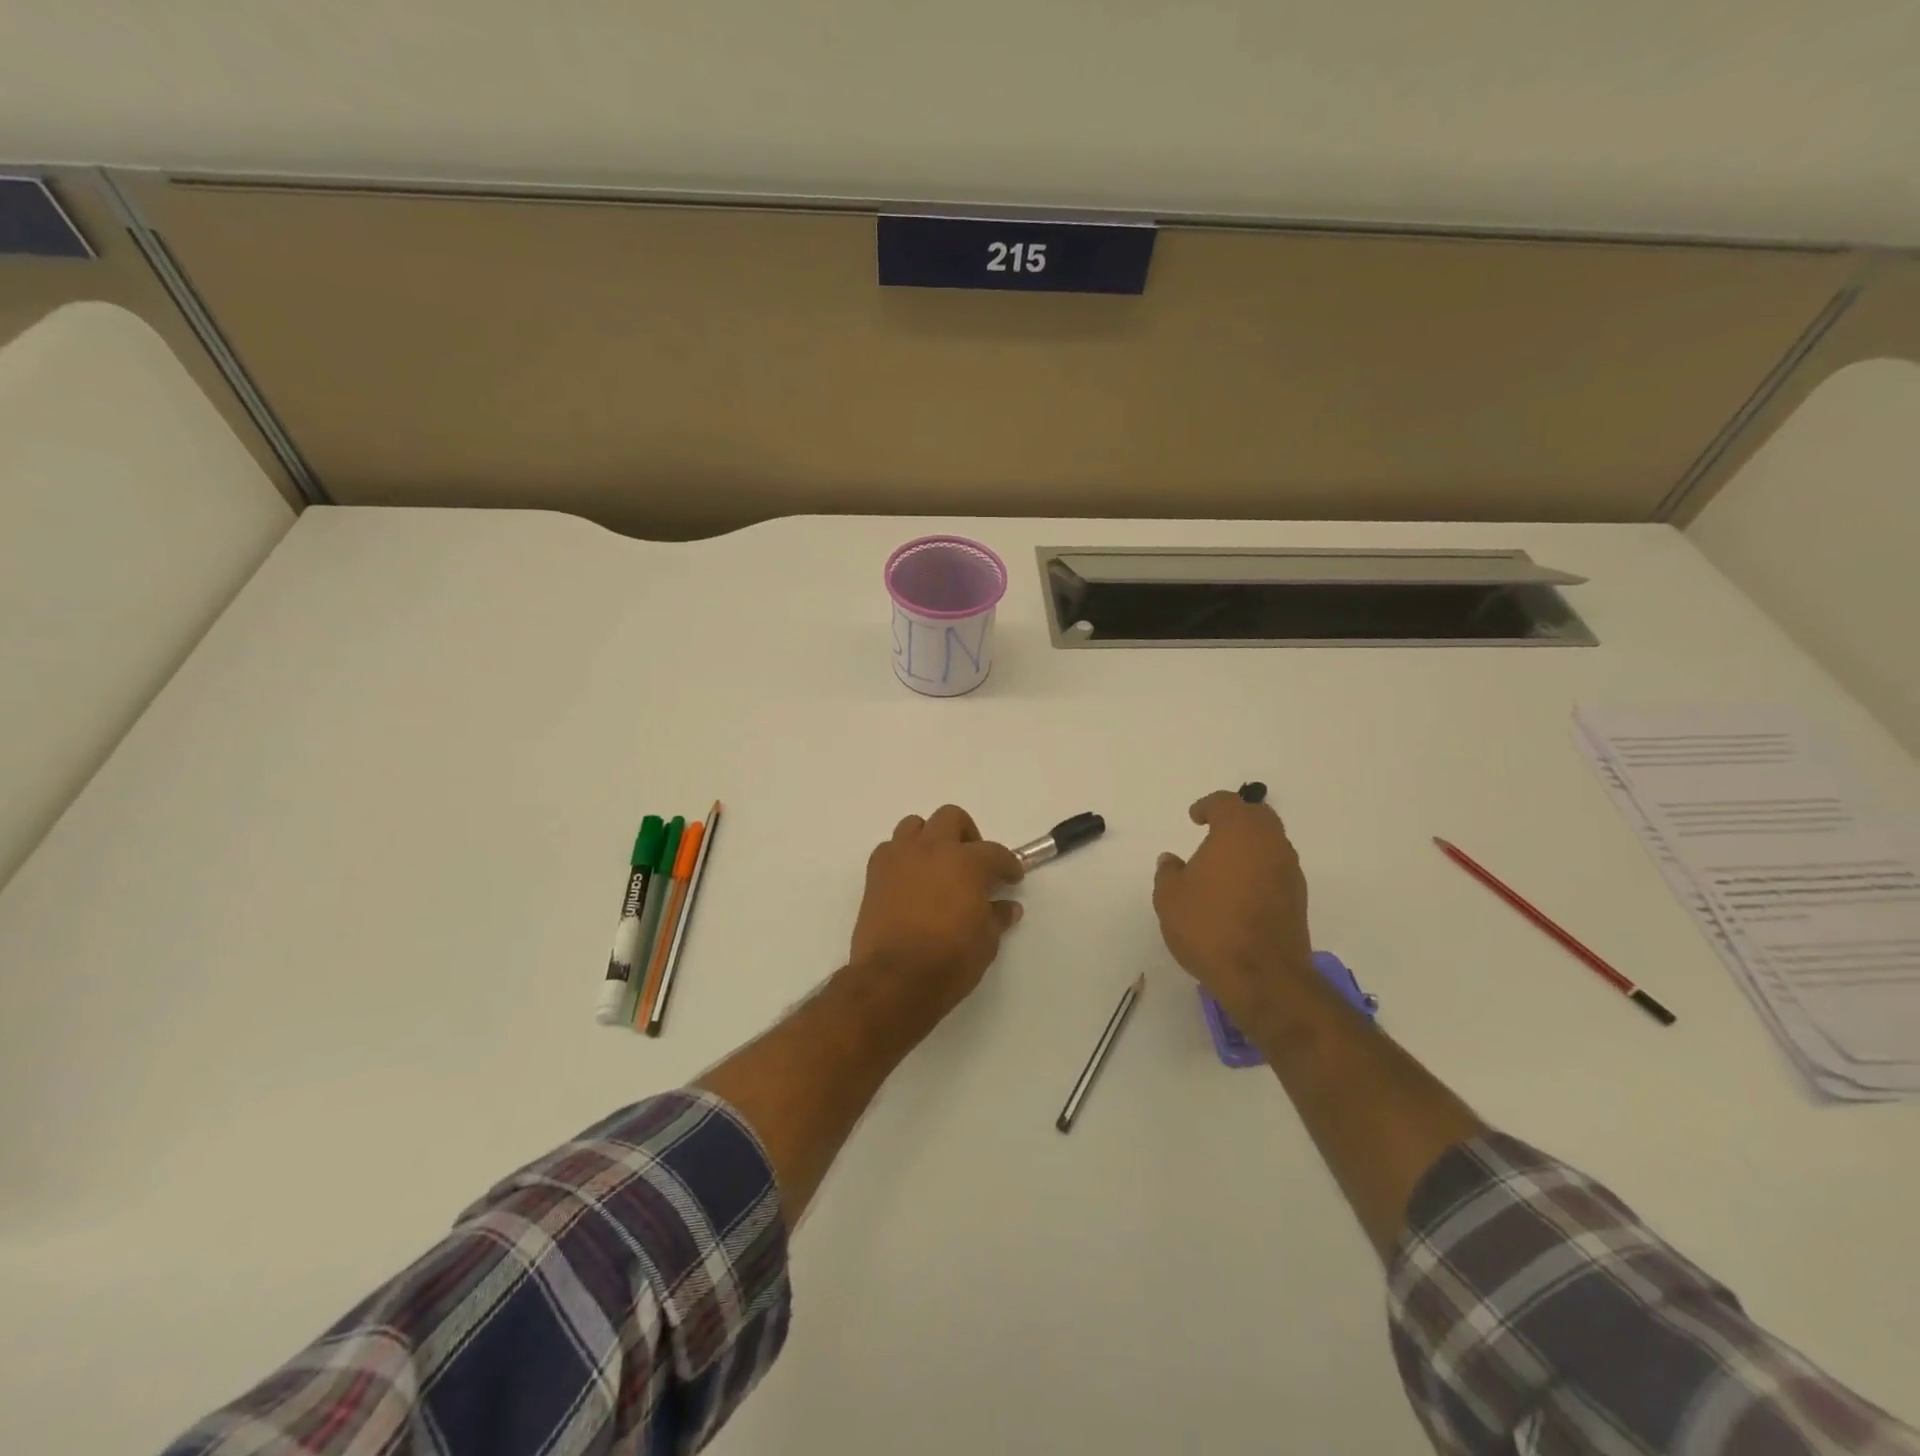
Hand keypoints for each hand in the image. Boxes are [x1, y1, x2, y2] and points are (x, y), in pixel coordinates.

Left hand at [848, 805, 1025, 1032]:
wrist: (894, 979)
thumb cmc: (949, 960)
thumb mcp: (986, 942)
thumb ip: (997, 917)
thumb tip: (1008, 907)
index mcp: (966, 862)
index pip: (994, 852)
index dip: (1007, 864)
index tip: (1011, 877)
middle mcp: (932, 849)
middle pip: (951, 818)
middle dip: (966, 835)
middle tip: (973, 863)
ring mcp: (899, 857)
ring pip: (914, 825)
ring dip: (929, 838)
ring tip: (936, 865)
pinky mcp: (874, 874)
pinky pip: (890, 849)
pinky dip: (902, 857)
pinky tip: (910, 880)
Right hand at [1153, 790, 1317, 1033]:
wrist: (1262, 976)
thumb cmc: (1209, 926)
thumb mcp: (1169, 898)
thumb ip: (1168, 873)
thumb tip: (1172, 861)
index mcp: (1238, 832)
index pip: (1227, 803)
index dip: (1208, 805)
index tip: (1194, 818)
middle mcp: (1270, 844)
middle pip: (1258, 817)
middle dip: (1236, 819)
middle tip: (1214, 831)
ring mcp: (1289, 872)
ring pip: (1271, 843)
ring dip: (1250, 845)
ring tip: (1224, 865)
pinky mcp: (1299, 899)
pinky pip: (1277, 870)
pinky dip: (1260, 870)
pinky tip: (1240, 891)